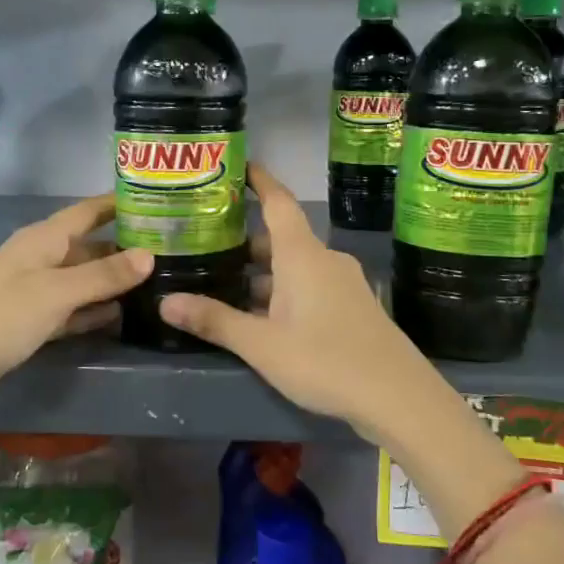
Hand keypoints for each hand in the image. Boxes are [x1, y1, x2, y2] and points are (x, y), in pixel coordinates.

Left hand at [0, 196, 152, 421]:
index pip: (89, 211)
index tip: (161, 199)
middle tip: (174, 251)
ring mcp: (34, 293)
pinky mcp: (29, 325)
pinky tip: (121, 316)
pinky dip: (93, 312)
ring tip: (159, 284)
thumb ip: (102, 274)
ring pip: (83, 280)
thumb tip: (149, 255)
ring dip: (113, 282)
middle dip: (126, 247)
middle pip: (90, 246)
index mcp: (44, 239)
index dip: (120, 203)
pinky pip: (70, 311)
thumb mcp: (55, 292)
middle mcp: (41, 259)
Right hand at [157, 163, 466, 443]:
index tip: (238, 166)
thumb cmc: (326, 360)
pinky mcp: (352, 308)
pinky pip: (310, 287)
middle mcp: (324, 261)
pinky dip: (283, 292)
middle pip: (281, 238)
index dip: (259, 181)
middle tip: (208, 243)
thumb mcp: (262, 345)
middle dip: (246, 241)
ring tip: (225, 284)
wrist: (399, 398)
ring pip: (294, 267)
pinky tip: (263, 318)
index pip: (278, 202)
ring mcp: (342, 284)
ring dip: (263, 273)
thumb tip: (164, 302)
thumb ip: (215, 321)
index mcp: (303, 255)